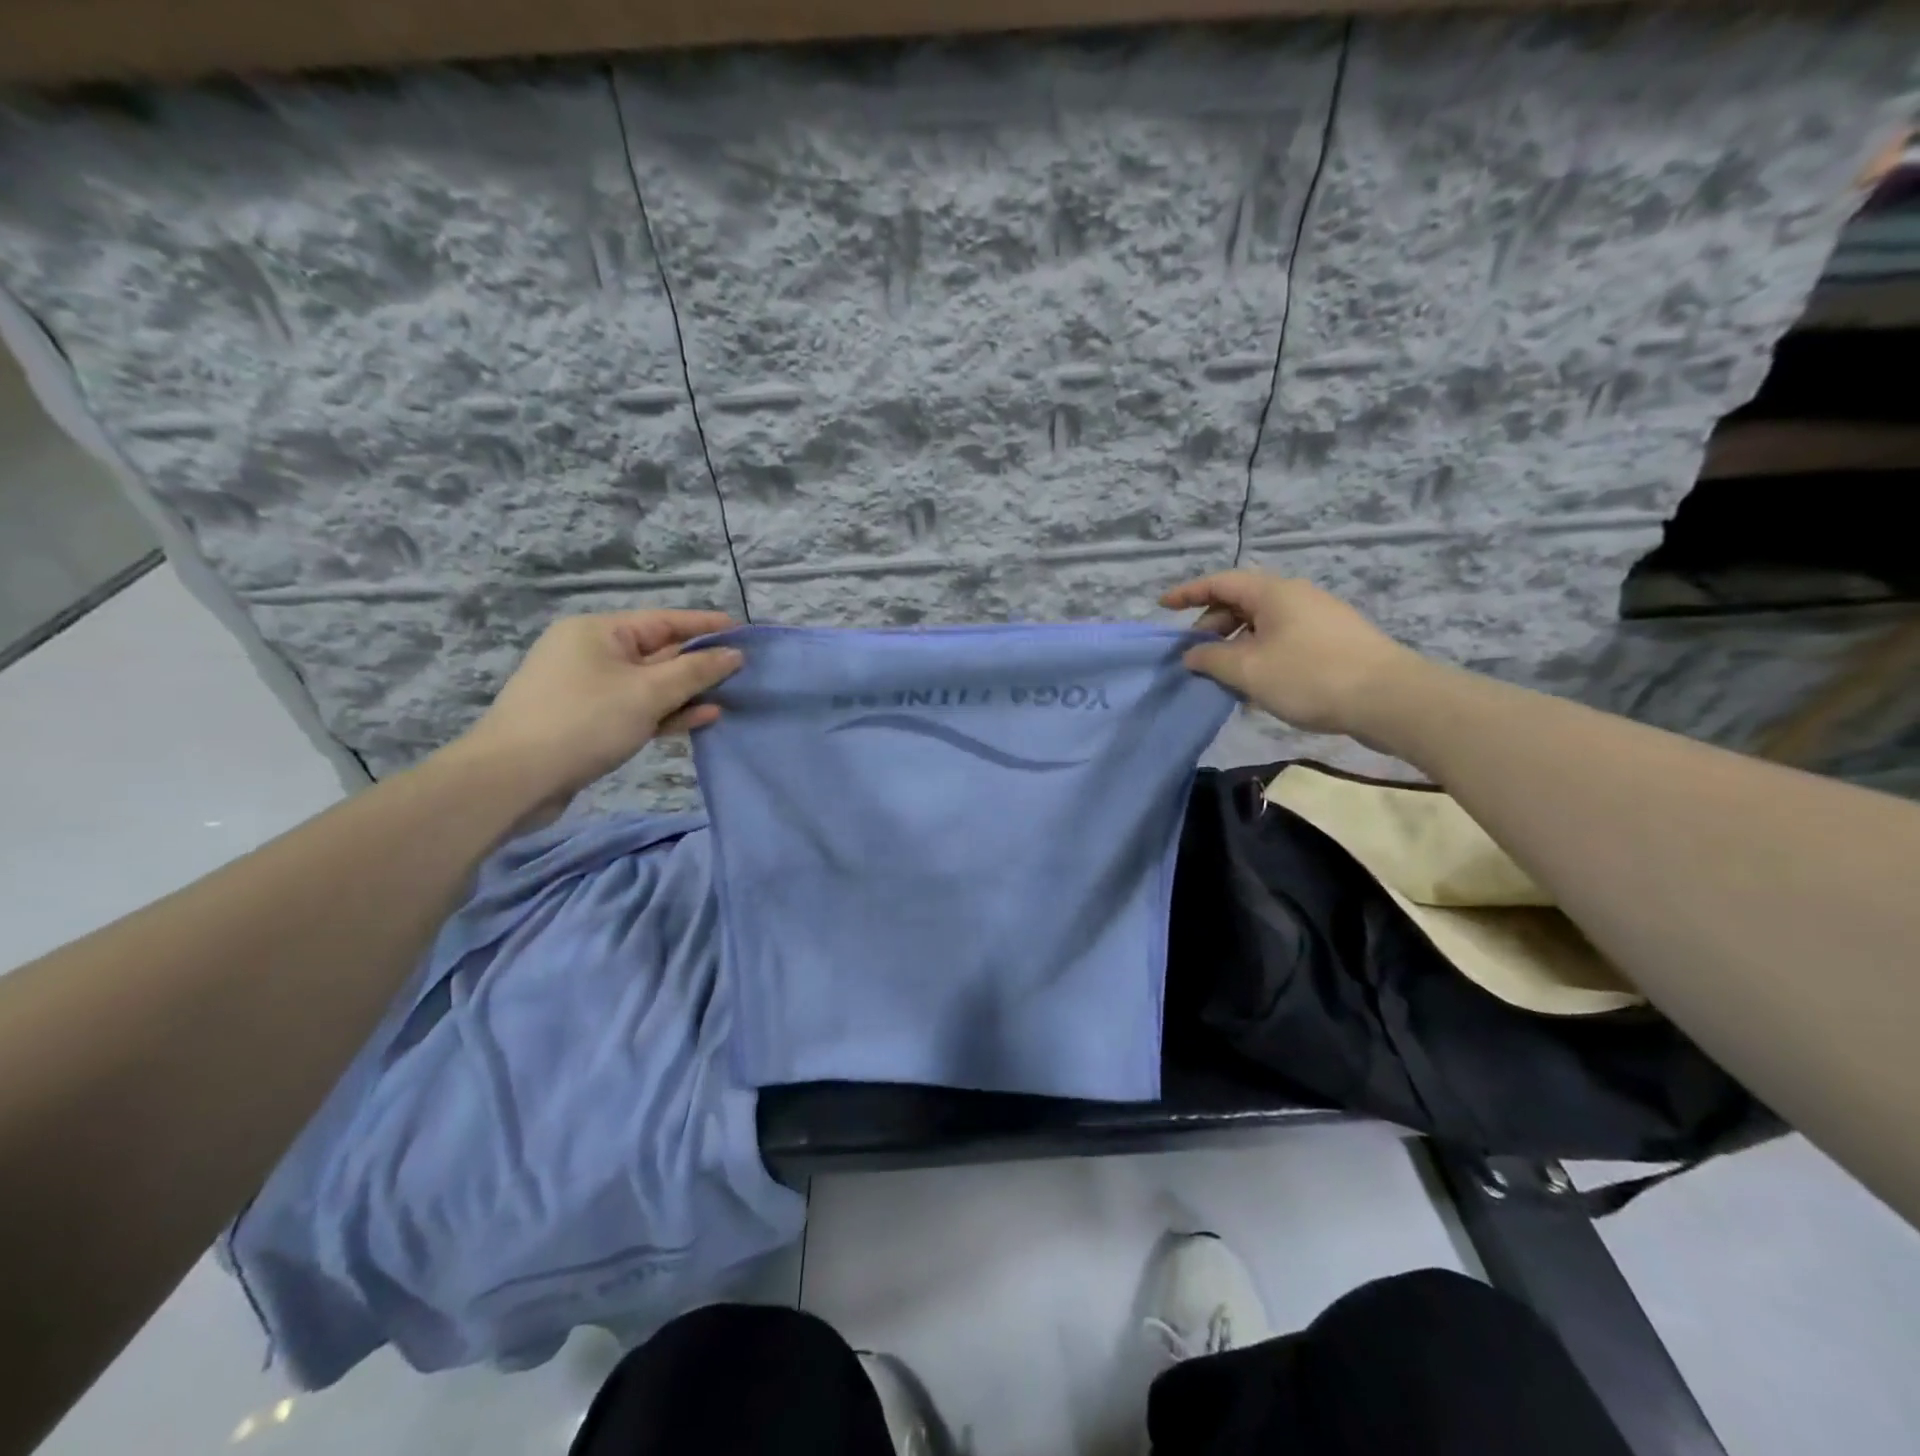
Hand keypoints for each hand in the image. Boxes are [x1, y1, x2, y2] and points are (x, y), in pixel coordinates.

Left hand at [452, 609, 742, 808]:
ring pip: (651, 684)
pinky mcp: (590, 721)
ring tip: (729, 698)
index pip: (665, 621)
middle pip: (659, 652)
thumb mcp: (648, 693)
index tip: (745, 633)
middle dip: (700, 664)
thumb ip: (696, 672)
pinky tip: (701, 719)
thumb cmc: (584, 722)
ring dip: (688, 693)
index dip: (707, 626)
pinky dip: (667, 713)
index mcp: (599, 631)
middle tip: (744, 672)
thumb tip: (734, 654)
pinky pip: (638, 708)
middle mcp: (593, 653)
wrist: (513, 779)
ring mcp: (590, 688)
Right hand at [1161, 571, 1417, 739]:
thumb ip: (1211, 659)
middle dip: (1211, 627)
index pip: (1220, 583)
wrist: (1389, 698)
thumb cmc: (1310, 676)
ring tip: (1223, 678)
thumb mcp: (1248, 670)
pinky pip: (1283, 640)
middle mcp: (1295, 596)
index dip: (1188, 593)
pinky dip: (1260, 656)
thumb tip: (1191, 654)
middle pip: (1241, 603)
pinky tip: (1257, 687)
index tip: (1162, 605)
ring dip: (1236, 647)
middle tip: (1195, 657)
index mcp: (1273, 593)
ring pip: (1262, 626)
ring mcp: (1318, 618)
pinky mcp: (1333, 642)